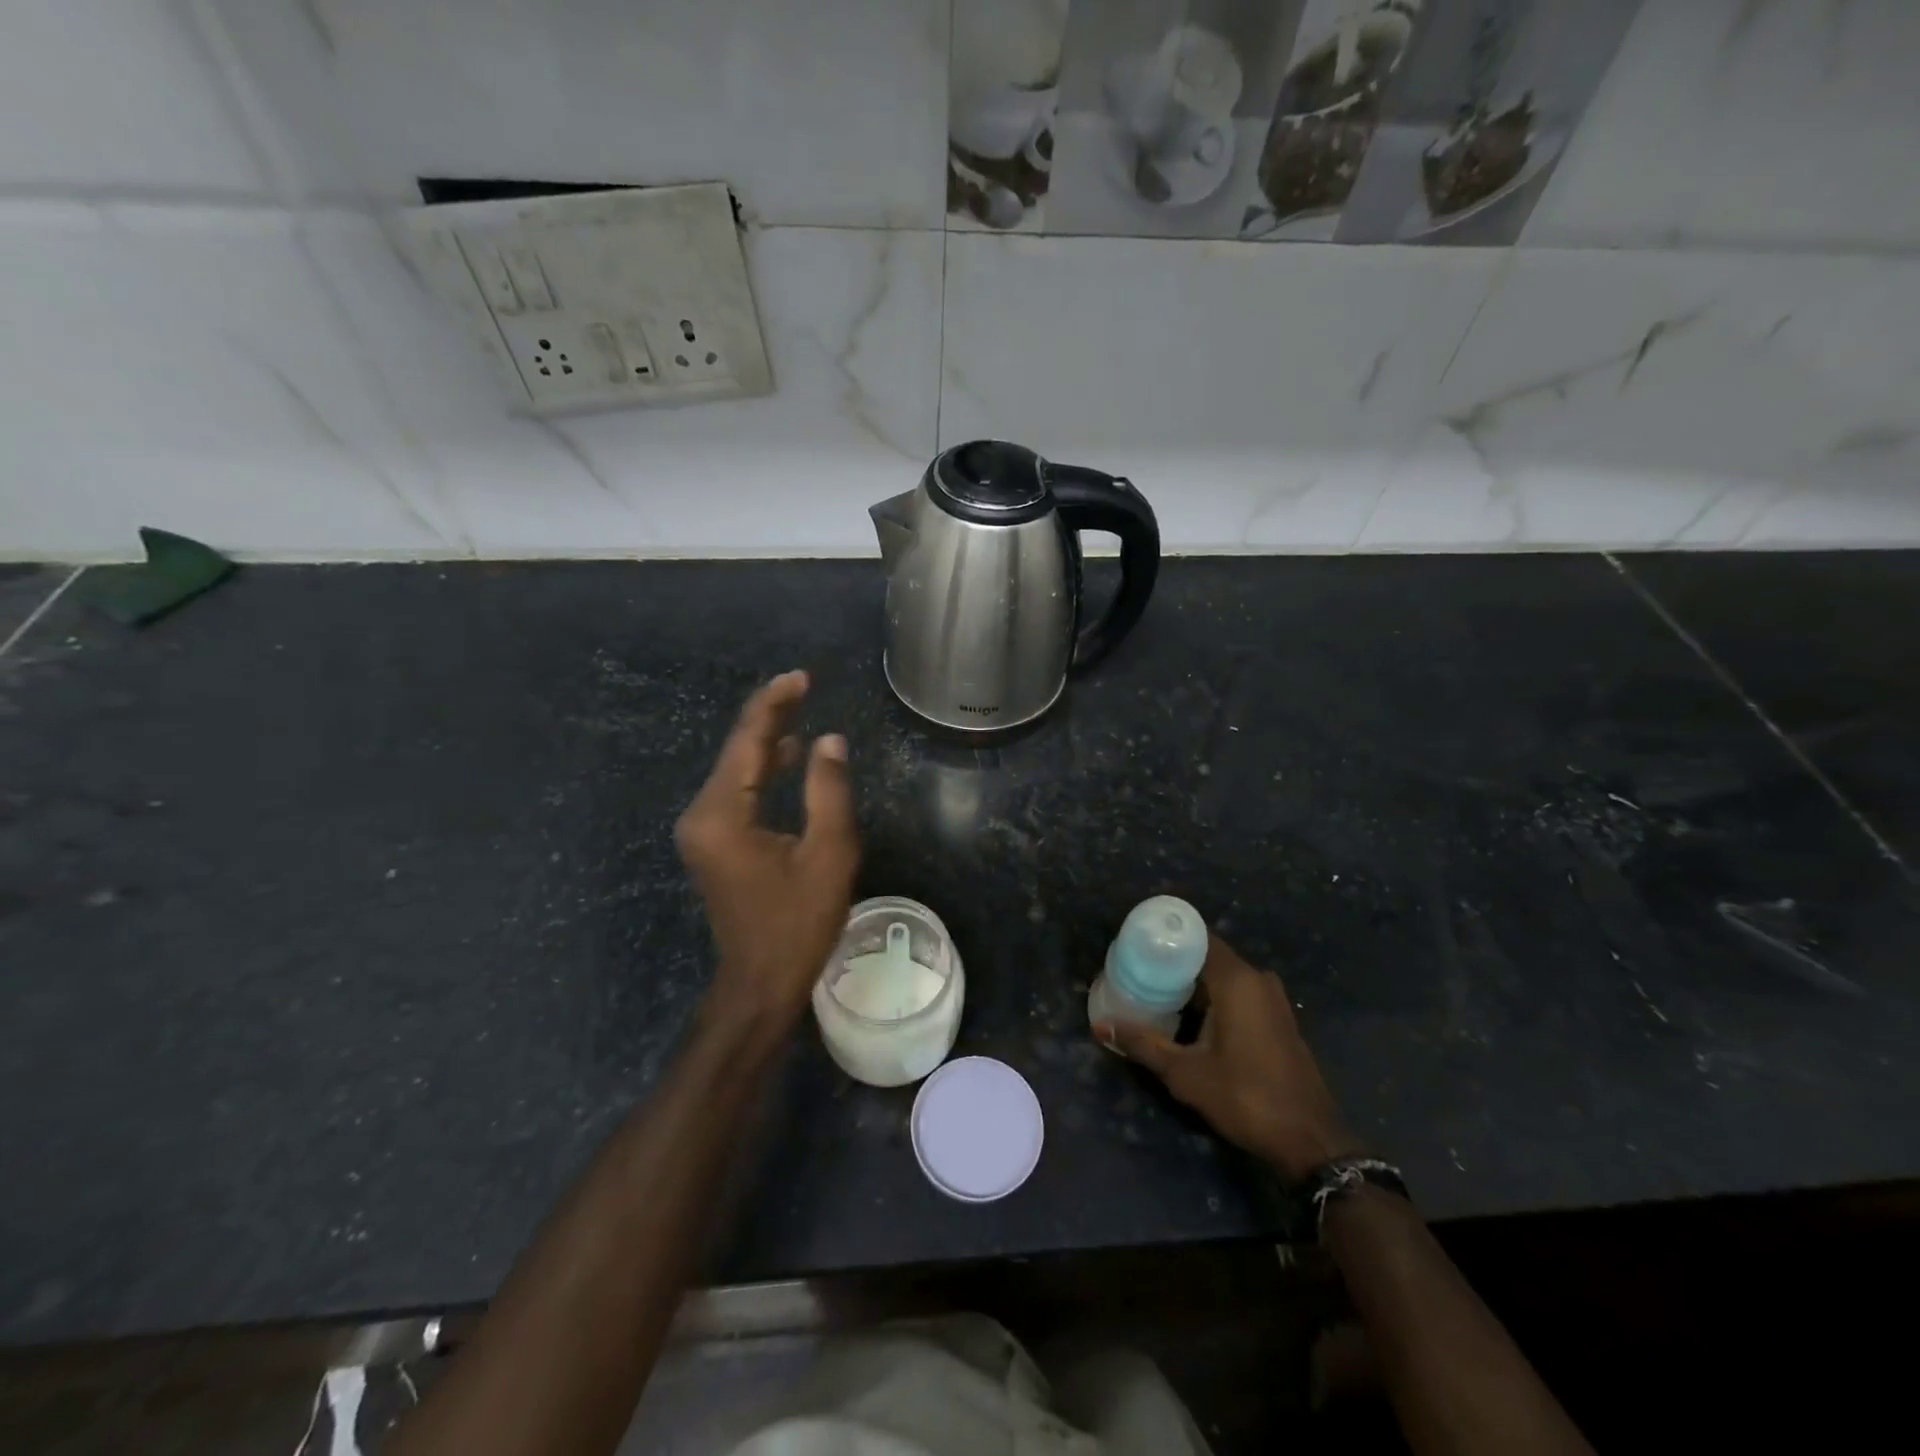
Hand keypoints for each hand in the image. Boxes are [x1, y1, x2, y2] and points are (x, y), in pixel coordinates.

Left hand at [676, 671, 859, 1034]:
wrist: (760, 982)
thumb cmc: (799, 923)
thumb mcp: (827, 855)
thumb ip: (828, 791)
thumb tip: (829, 740)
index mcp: (724, 813)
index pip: (748, 741)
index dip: (774, 704)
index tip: (801, 677)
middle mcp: (702, 814)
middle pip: (737, 750)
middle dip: (771, 716)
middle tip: (804, 684)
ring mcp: (703, 830)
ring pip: (737, 769)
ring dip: (767, 741)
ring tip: (802, 710)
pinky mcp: (713, 842)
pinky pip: (737, 791)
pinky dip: (763, 770)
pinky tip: (789, 757)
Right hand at [1096, 935, 1360, 1180]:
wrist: (1310, 1140)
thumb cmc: (1246, 1097)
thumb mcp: (1185, 1073)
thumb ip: (1143, 1043)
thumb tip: (1099, 1025)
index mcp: (1237, 980)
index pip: (1197, 937)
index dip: (1166, 936)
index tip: (1136, 941)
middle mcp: (1257, 979)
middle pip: (1207, 956)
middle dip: (1173, 962)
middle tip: (1136, 969)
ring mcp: (1272, 999)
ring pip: (1223, 976)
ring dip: (1192, 982)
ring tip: (1154, 990)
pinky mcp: (1277, 1019)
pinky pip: (1238, 993)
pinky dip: (1212, 997)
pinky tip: (1187, 1016)